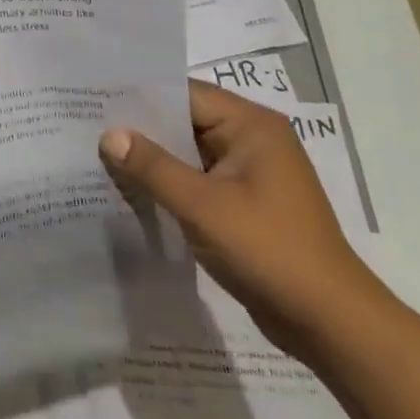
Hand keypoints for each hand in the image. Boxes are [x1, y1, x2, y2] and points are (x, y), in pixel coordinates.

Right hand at [100, 81, 382, 353]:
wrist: (330, 324)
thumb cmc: (268, 251)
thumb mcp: (202, 205)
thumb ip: (152, 167)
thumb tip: (109, 134)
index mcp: (251, 126)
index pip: (185, 94)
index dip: (140, 97)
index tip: (96, 100)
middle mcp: (253, 141)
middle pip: (186, 122)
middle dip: (142, 130)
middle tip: (89, 129)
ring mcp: (251, 175)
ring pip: (189, 154)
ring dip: (154, 161)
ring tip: (101, 158)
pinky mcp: (245, 205)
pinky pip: (198, 182)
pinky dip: (170, 185)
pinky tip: (134, 193)